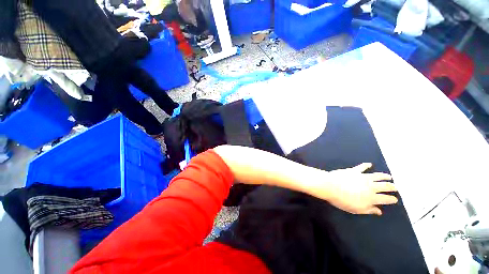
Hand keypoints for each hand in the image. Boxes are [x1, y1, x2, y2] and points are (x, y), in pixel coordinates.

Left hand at [310, 163, 397, 214]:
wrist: (330, 186)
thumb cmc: (342, 200)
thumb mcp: (356, 209)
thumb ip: (369, 210)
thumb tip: (379, 211)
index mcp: (372, 197)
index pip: (386, 199)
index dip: (391, 199)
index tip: (395, 199)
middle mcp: (370, 186)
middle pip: (384, 186)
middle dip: (392, 187)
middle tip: (396, 187)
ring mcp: (362, 177)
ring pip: (377, 176)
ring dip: (384, 176)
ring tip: (390, 177)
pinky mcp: (353, 170)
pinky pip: (361, 167)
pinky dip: (366, 165)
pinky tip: (369, 164)